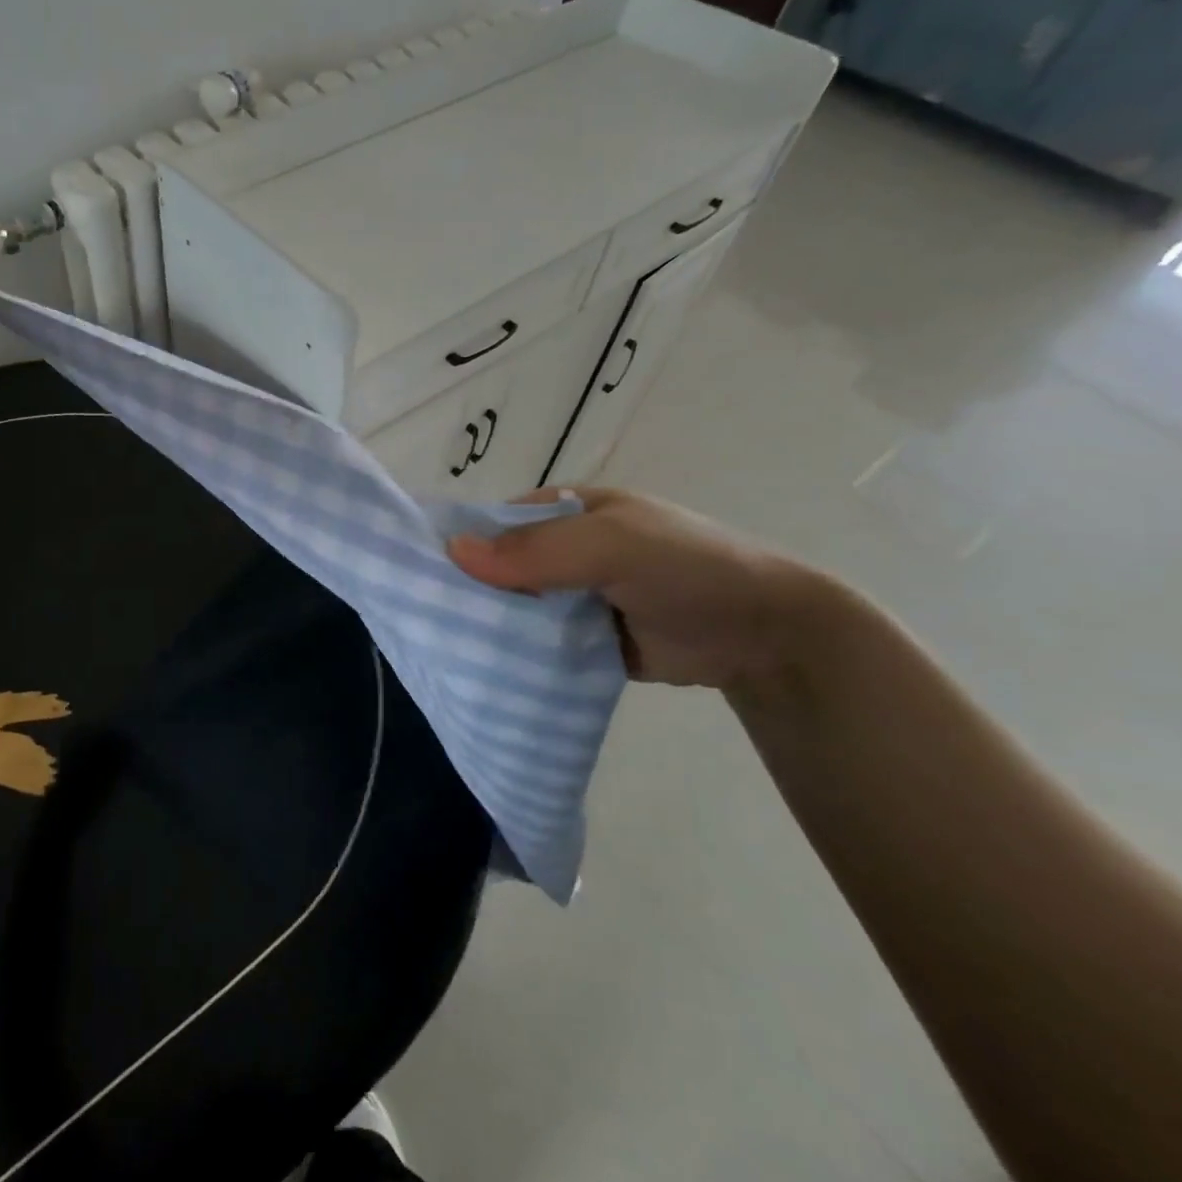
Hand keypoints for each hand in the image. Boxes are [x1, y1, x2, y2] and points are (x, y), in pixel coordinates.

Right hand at [448, 488, 840, 690]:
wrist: (766, 634)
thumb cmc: (688, 566)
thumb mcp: (612, 544)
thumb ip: (536, 549)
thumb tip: (451, 551)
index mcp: (563, 511)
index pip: (491, 522)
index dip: (457, 543)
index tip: (415, 575)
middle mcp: (559, 551)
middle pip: (495, 568)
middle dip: (467, 592)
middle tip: (424, 622)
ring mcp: (570, 597)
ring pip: (511, 609)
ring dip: (488, 627)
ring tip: (441, 651)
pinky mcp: (580, 640)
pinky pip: (534, 644)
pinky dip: (514, 655)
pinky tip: (480, 671)